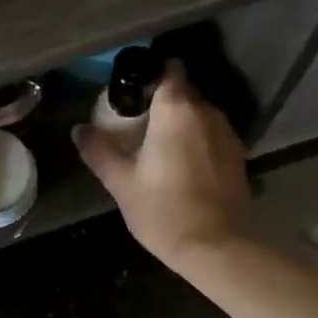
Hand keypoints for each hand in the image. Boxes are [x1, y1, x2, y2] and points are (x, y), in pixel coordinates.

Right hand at [74, 60, 249, 266]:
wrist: (218, 248)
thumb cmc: (164, 209)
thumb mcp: (121, 182)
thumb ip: (99, 150)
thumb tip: (79, 129)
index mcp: (176, 109)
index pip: (169, 69)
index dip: (150, 72)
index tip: (131, 88)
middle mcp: (207, 112)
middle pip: (183, 91)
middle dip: (161, 98)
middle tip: (135, 118)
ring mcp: (227, 133)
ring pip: (199, 113)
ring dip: (180, 120)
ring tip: (157, 142)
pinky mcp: (238, 156)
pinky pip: (212, 134)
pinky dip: (196, 139)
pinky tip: (181, 162)